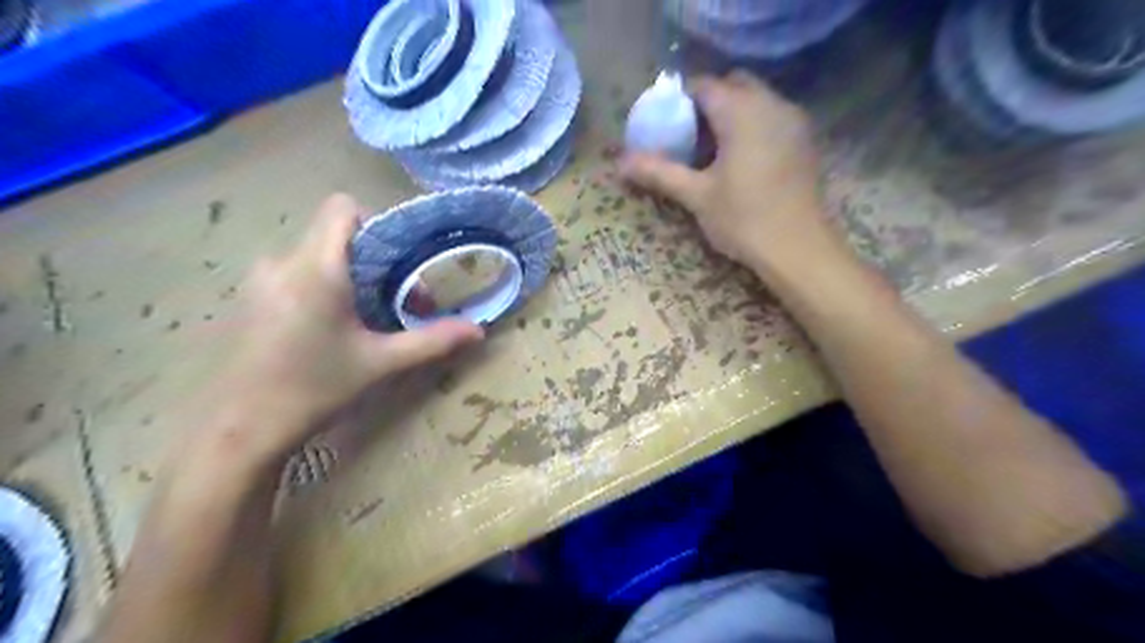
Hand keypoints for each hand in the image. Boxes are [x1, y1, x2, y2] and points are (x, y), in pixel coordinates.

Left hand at [203, 191, 478, 461]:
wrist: (236, 432)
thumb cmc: (314, 390)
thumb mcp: (380, 364)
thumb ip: (432, 340)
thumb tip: (478, 330)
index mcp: (316, 268)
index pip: (343, 207)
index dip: (376, 223)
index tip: (397, 263)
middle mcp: (281, 262)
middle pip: (333, 235)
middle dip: (371, 261)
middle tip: (393, 302)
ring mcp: (257, 280)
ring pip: (314, 256)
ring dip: (346, 277)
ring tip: (363, 320)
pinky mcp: (246, 300)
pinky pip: (292, 274)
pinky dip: (319, 288)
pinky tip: (326, 332)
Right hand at [622, 69, 837, 276]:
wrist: (798, 248)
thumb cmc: (744, 218)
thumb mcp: (696, 195)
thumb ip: (659, 172)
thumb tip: (620, 164)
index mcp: (741, 111)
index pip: (704, 85)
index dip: (680, 99)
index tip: (665, 122)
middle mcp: (771, 103)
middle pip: (733, 84)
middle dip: (708, 101)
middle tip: (688, 134)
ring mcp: (793, 120)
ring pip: (756, 99)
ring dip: (732, 112)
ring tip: (712, 148)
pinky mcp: (804, 140)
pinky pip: (773, 116)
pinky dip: (753, 124)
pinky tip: (742, 158)